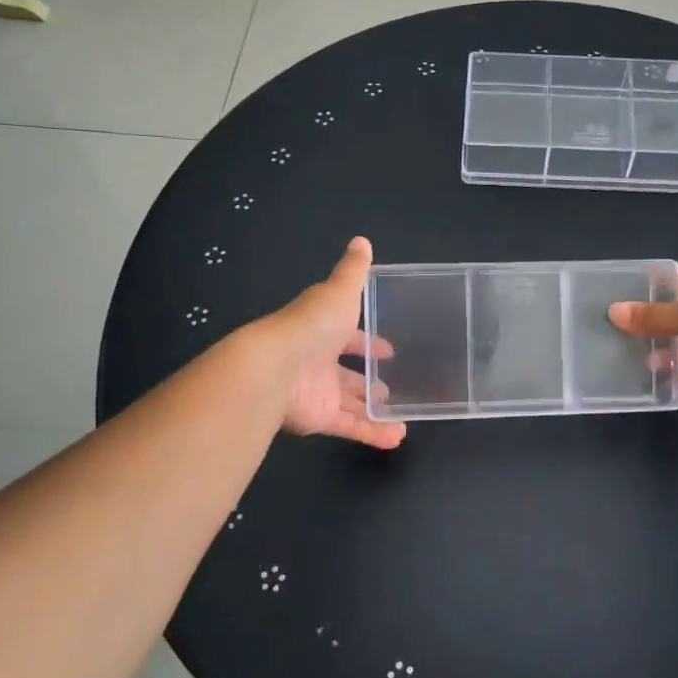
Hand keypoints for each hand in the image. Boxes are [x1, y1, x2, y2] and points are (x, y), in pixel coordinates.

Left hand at [263, 237, 405, 449]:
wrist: (274, 368)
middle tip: (393, 387)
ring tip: (404, 417)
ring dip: (375, 411)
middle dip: (369, 381)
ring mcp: (318, 393)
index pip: (348, 337)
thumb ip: (353, 271)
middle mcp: (318, 362)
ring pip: (351, 404)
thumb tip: (362, 241)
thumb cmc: (311, 325)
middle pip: (347, 375)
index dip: (367, 343)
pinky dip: (373, 433)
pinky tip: (396, 437)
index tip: (389, 350)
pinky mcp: (319, 419)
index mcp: (322, 331)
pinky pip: (350, 426)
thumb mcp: (339, 292)